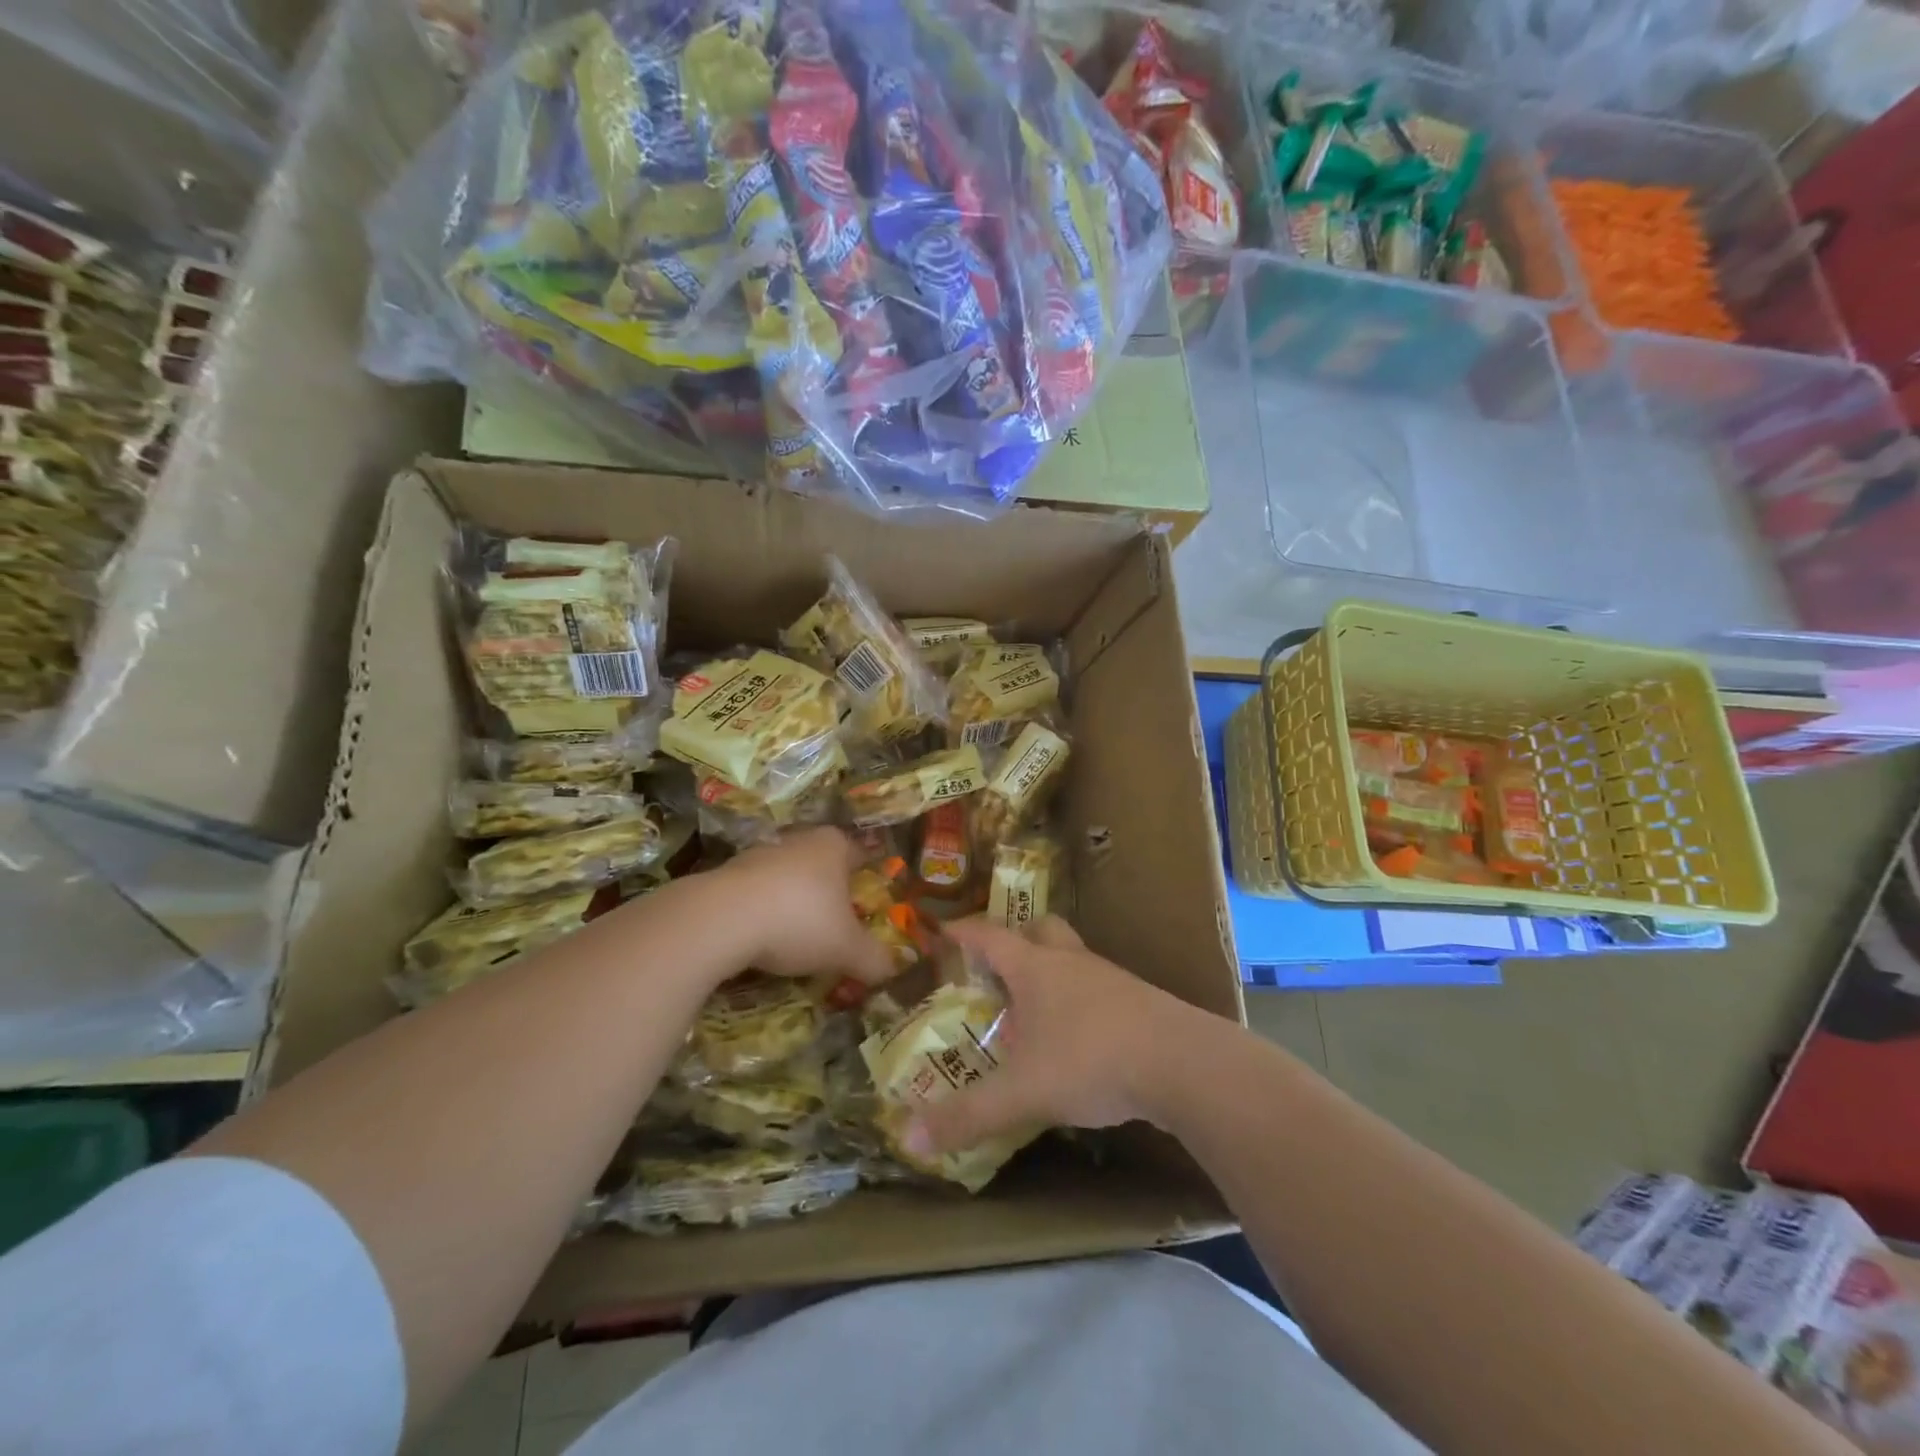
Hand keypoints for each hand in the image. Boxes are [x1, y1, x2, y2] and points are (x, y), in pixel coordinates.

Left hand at [716, 827, 895, 984]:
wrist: (721, 919)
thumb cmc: (800, 920)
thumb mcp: (847, 948)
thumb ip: (873, 959)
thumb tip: (891, 970)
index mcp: (833, 845)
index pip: (860, 855)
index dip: (867, 881)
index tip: (869, 906)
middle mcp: (798, 840)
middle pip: (822, 866)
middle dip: (829, 894)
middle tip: (836, 927)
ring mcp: (758, 854)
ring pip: (786, 879)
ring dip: (793, 904)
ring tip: (797, 940)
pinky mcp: (725, 875)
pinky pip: (756, 895)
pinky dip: (762, 914)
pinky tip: (762, 942)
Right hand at [905, 915, 1201, 1160]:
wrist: (1182, 1062)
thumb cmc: (1091, 1060)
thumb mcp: (1023, 1092)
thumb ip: (968, 1115)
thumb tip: (909, 1138)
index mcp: (1036, 968)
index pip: (990, 936)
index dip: (963, 932)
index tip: (942, 930)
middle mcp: (1071, 962)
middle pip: (1041, 928)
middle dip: (1017, 937)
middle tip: (998, 964)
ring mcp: (1110, 978)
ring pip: (1073, 957)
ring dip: (1051, 970)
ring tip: (1034, 1007)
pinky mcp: (1139, 1001)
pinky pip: (1099, 987)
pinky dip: (1080, 1000)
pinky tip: (1079, 1037)